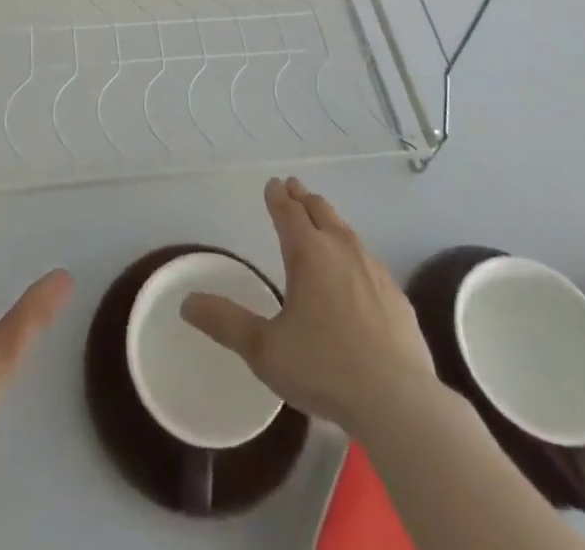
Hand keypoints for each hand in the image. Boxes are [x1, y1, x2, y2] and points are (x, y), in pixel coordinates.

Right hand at [181, 177, 436, 436]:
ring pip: (347, 231)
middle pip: (320, 212)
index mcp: (308, 253)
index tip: (273, 183)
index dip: (278, 196)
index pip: (289, 212)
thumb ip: (225, 323)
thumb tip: (186, 303)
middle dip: (304, 198)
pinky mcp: (396, 295)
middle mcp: (341, 250)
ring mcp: (373, 270)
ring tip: (322, 218)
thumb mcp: (264, 350)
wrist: (398, 400)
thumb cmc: (324, 368)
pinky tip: (356, 268)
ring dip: (330, 219)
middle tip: (294, 188)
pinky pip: (368, 259)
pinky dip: (353, 251)